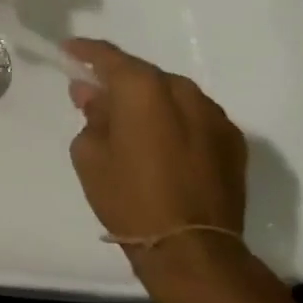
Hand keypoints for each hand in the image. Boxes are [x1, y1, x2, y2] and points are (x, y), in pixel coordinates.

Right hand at [64, 38, 247, 272]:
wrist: (192, 251)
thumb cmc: (129, 197)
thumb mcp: (90, 154)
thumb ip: (91, 114)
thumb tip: (92, 93)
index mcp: (142, 88)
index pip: (107, 56)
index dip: (84, 51)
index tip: (68, 51)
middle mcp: (181, 90)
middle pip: (143, 74)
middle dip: (119, 82)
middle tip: (98, 96)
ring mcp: (213, 115)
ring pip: (172, 95)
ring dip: (151, 103)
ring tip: (134, 124)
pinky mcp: (233, 141)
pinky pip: (195, 118)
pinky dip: (177, 122)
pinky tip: (164, 145)